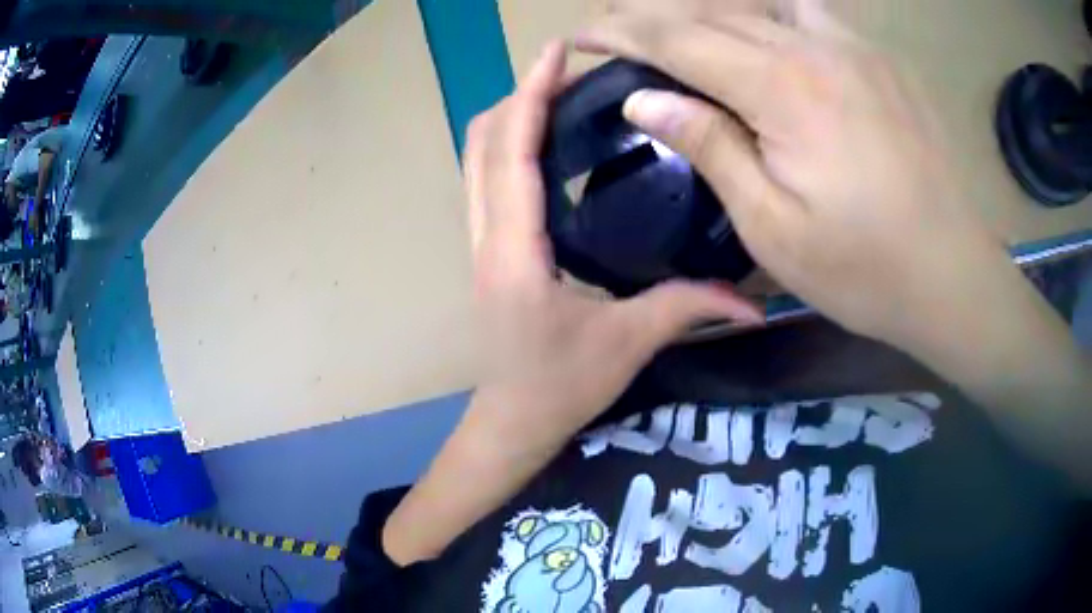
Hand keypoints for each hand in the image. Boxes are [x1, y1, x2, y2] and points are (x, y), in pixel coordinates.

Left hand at [463, 40, 762, 458]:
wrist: (512, 421)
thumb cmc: (561, 388)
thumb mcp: (629, 344)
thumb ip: (689, 308)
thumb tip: (754, 302)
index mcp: (516, 253)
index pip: (512, 154)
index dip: (530, 95)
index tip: (556, 51)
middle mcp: (486, 237)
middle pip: (481, 143)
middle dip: (519, 95)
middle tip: (570, 72)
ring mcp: (478, 242)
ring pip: (474, 158)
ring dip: (509, 117)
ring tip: (557, 93)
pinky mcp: (485, 249)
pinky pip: (483, 179)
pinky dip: (506, 145)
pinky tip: (545, 140)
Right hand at [577, 0, 1011, 345]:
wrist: (952, 276)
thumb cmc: (864, 269)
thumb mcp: (773, 227)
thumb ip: (710, 147)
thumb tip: (646, 100)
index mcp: (783, 89)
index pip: (681, 39)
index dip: (625, 31)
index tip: (585, 34)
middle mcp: (817, 49)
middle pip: (717, 11)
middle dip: (658, 15)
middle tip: (617, 25)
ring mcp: (857, 49)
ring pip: (765, 4)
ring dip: (715, 11)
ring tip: (689, 31)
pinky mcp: (883, 62)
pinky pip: (814, 15)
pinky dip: (774, 14)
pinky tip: (768, 34)